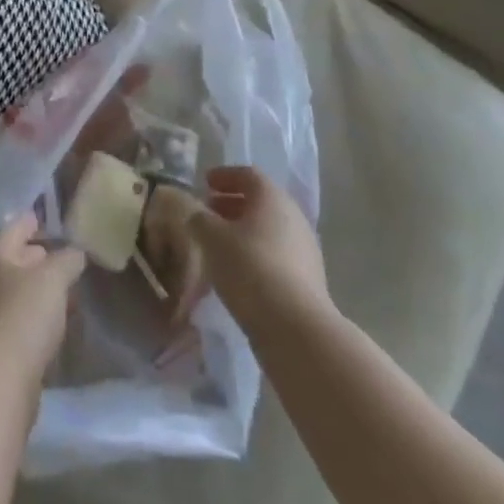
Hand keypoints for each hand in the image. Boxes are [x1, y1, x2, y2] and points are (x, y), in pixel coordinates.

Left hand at [0, 212, 85, 386]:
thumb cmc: (24, 316)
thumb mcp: (54, 277)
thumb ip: (68, 258)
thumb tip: (75, 253)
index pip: (16, 226)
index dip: (36, 220)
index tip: (57, 219)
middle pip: (16, 260)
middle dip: (43, 257)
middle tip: (70, 257)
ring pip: (20, 292)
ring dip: (43, 290)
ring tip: (71, 292)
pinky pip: (22, 321)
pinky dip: (40, 317)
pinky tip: (59, 326)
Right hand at [186, 165, 328, 326]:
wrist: (296, 329)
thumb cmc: (250, 268)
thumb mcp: (212, 238)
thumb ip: (199, 218)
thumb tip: (195, 213)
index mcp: (272, 198)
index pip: (248, 175)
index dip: (225, 176)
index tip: (205, 183)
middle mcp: (293, 217)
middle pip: (260, 202)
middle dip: (232, 205)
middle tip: (208, 212)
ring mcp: (305, 250)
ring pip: (268, 230)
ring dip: (243, 231)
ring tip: (218, 244)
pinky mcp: (308, 281)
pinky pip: (276, 255)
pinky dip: (255, 254)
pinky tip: (237, 272)